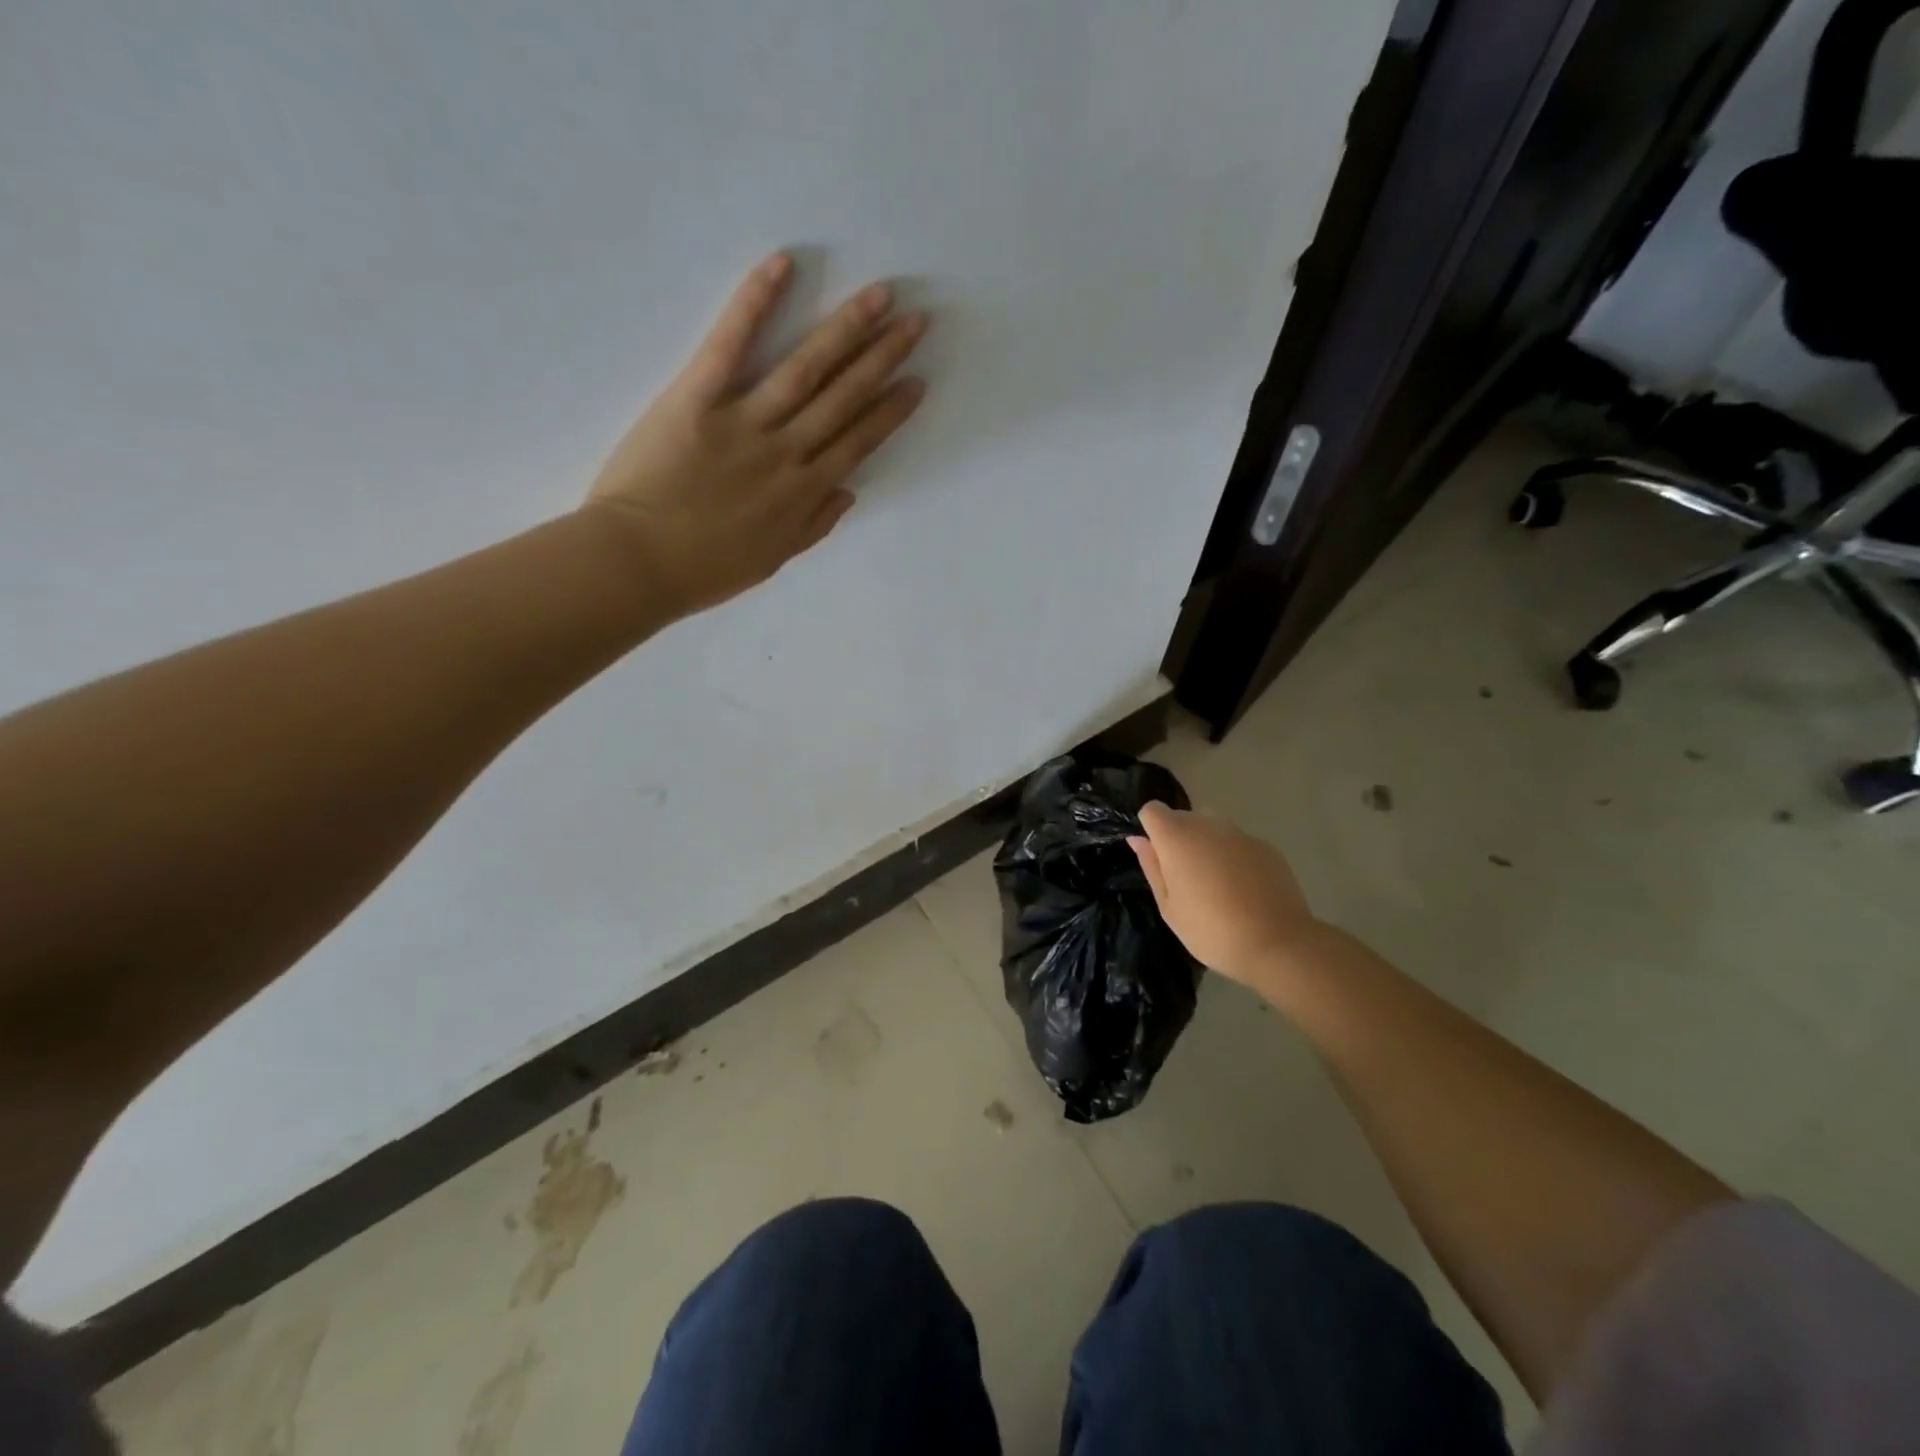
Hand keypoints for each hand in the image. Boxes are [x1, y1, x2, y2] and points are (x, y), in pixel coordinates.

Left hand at [582, 253, 927, 617]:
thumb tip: (850, 492)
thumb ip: (813, 526)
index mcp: (803, 493)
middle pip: (843, 397)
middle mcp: (787, 452)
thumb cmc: (702, 570)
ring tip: (879, 296)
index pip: (858, 442)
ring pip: (806, 369)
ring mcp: (745, 422)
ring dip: (847, 329)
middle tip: (916, 320)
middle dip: (883, 357)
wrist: (637, 564)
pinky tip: (783, 265)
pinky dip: (755, 302)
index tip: (916, 382)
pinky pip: (730, 343)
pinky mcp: (697, 397)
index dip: (890, 411)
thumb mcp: (770, 561)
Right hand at [1127, 803, 1320, 990]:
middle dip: (1178, 839)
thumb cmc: (1211, 930)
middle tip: (1185, 880)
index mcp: (1177, 837)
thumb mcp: (1169, 906)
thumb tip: (1138, 839)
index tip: (1158, 859)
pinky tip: (1243, 890)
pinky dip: (1233, 857)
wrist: (1277, 943)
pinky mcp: (1266, 847)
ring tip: (1216, 885)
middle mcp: (1207, 824)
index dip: (1150, 830)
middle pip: (1183, 817)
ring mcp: (1240, 834)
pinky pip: (1238, 843)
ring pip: (1212, 828)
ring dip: (1206, 846)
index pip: (1152, 810)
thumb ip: (1152, 866)